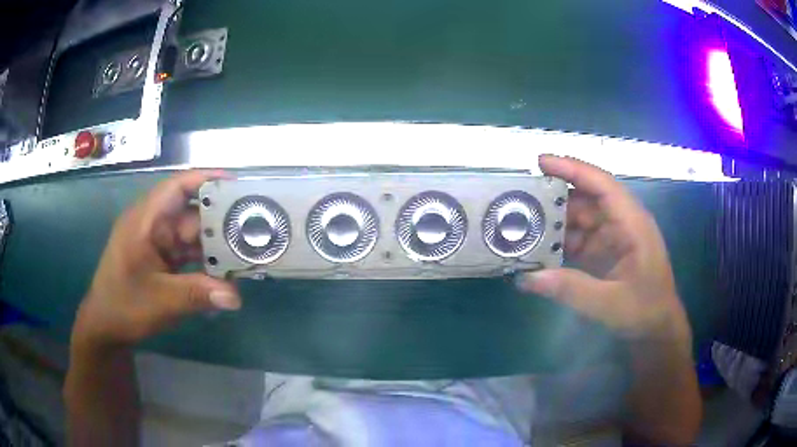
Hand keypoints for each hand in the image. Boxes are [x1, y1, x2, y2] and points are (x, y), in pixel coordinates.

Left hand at [71, 171, 240, 351]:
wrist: (106, 327)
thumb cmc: (123, 305)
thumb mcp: (159, 300)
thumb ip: (197, 294)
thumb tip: (236, 297)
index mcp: (145, 221)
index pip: (176, 188)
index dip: (206, 181)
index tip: (237, 186)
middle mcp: (153, 226)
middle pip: (191, 214)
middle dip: (220, 222)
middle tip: (255, 230)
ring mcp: (158, 244)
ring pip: (193, 237)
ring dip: (216, 246)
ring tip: (247, 253)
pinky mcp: (163, 261)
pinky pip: (189, 255)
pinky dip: (207, 263)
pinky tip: (227, 274)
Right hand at [517, 155, 690, 343]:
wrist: (657, 327)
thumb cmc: (644, 310)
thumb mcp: (609, 303)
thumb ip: (570, 289)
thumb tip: (526, 278)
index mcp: (632, 223)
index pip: (602, 185)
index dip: (573, 169)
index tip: (541, 162)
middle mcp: (621, 222)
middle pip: (586, 199)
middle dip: (555, 197)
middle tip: (519, 200)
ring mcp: (612, 236)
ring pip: (579, 218)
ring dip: (554, 221)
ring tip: (522, 224)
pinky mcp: (605, 250)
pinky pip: (579, 238)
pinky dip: (560, 241)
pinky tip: (539, 248)